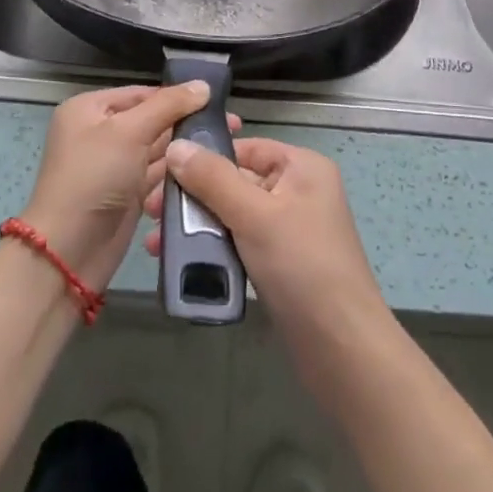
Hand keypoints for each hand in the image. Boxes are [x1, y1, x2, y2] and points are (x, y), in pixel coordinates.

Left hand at [22, 84, 238, 291]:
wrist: (69, 251)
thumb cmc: (94, 178)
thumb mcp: (129, 132)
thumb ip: (168, 105)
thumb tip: (203, 85)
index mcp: (90, 109)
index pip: (142, 92)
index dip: (178, 96)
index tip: (218, 101)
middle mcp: (100, 132)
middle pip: (152, 120)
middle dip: (187, 123)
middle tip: (232, 126)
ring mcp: (114, 165)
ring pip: (158, 148)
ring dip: (186, 149)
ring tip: (227, 147)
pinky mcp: (127, 192)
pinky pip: (158, 174)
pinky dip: (178, 173)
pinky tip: (208, 171)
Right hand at [144, 136, 387, 353]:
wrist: (341, 346)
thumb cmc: (301, 266)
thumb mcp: (254, 215)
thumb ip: (213, 179)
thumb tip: (177, 145)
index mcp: (302, 167)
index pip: (244, 148)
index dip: (204, 157)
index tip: (161, 173)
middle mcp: (297, 191)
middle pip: (235, 181)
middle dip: (192, 197)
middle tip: (151, 213)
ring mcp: (289, 229)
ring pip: (233, 215)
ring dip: (196, 228)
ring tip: (157, 245)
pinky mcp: (280, 263)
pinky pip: (239, 244)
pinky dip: (213, 250)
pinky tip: (182, 264)